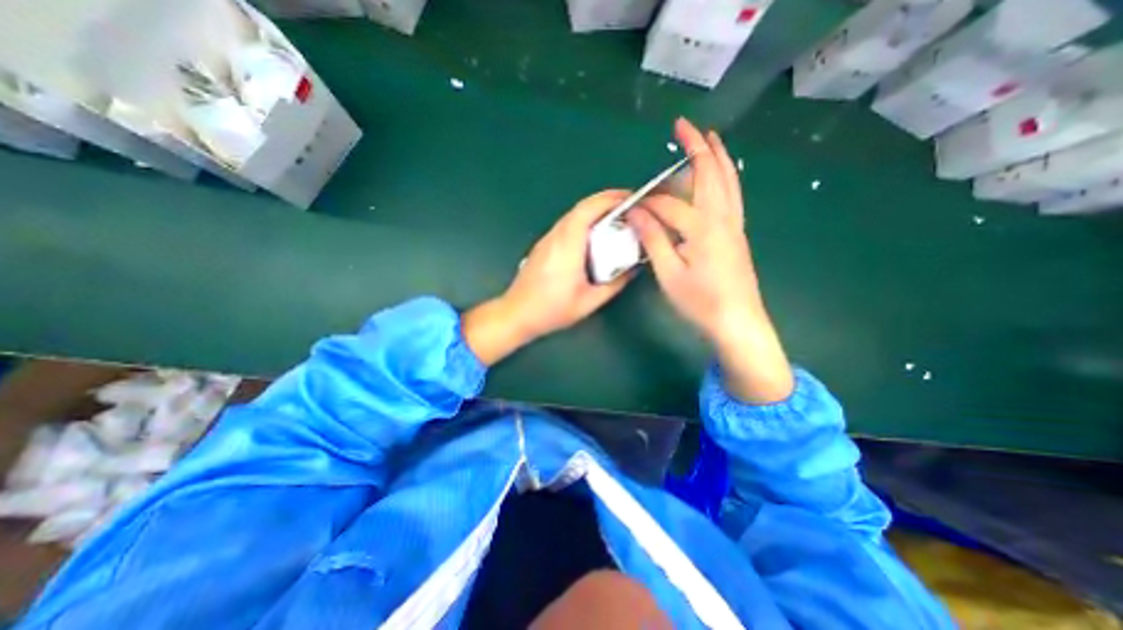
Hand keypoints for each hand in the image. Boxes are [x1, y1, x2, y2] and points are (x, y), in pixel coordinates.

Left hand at [463, 191, 635, 366]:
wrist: (517, 313)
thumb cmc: (552, 309)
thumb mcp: (589, 302)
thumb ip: (614, 285)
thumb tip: (632, 270)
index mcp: (568, 245)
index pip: (589, 209)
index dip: (611, 198)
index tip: (631, 198)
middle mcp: (556, 236)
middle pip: (581, 207)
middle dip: (606, 202)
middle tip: (628, 208)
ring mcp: (547, 239)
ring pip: (573, 215)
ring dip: (594, 211)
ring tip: (615, 220)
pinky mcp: (543, 246)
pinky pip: (566, 225)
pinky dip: (583, 222)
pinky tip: (593, 237)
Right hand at [627, 118, 791, 404]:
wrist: (737, 321)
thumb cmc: (700, 301)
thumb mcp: (669, 274)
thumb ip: (653, 240)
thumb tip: (636, 213)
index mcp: (702, 227)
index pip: (668, 205)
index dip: (647, 204)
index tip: (630, 208)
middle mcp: (722, 218)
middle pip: (710, 173)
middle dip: (696, 147)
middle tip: (683, 125)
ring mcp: (734, 225)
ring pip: (728, 180)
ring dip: (717, 156)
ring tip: (709, 137)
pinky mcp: (738, 234)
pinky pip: (733, 195)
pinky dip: (726, 177)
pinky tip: (721, 175)